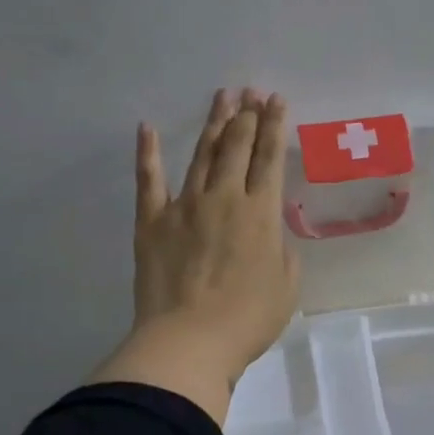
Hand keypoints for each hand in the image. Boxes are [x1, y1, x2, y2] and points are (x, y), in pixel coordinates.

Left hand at [91, 89, 300, 422]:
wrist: (189, 342)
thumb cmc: (247, 320)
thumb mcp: (286, 287)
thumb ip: (283, 252)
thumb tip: (271, 235)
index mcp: (261, 213)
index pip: (269, 158)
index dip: (274, 125)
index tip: (276, 100)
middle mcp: (224, 198)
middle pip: (236, 146)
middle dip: (246, 115)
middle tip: (250, 92)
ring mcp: (184, 206)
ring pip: (201, 154)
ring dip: (212, 124)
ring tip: (221, 97)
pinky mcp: (152, 222)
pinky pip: (149, 180)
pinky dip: (147, 153)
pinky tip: (147, 128)